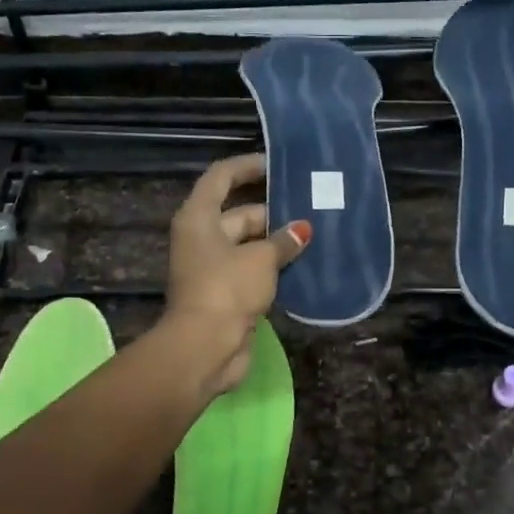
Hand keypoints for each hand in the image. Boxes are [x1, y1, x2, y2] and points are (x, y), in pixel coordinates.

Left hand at [163, 154, 310, 396]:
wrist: (205, 348)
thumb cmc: (227, 290)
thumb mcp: (260, 259)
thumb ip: (283, 241)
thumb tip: (303, 229)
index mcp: (199, 218)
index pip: (221, 177)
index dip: (247, 167)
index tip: (277, 164)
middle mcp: (202, 239)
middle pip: (239, 213)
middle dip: (273, 211)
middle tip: (311, 206)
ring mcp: (213, 268)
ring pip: (248, 245)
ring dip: (277, 242)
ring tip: (315, 233)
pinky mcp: (226, 294)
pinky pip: (253, 271)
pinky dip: (274, 267)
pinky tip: (305, 264)